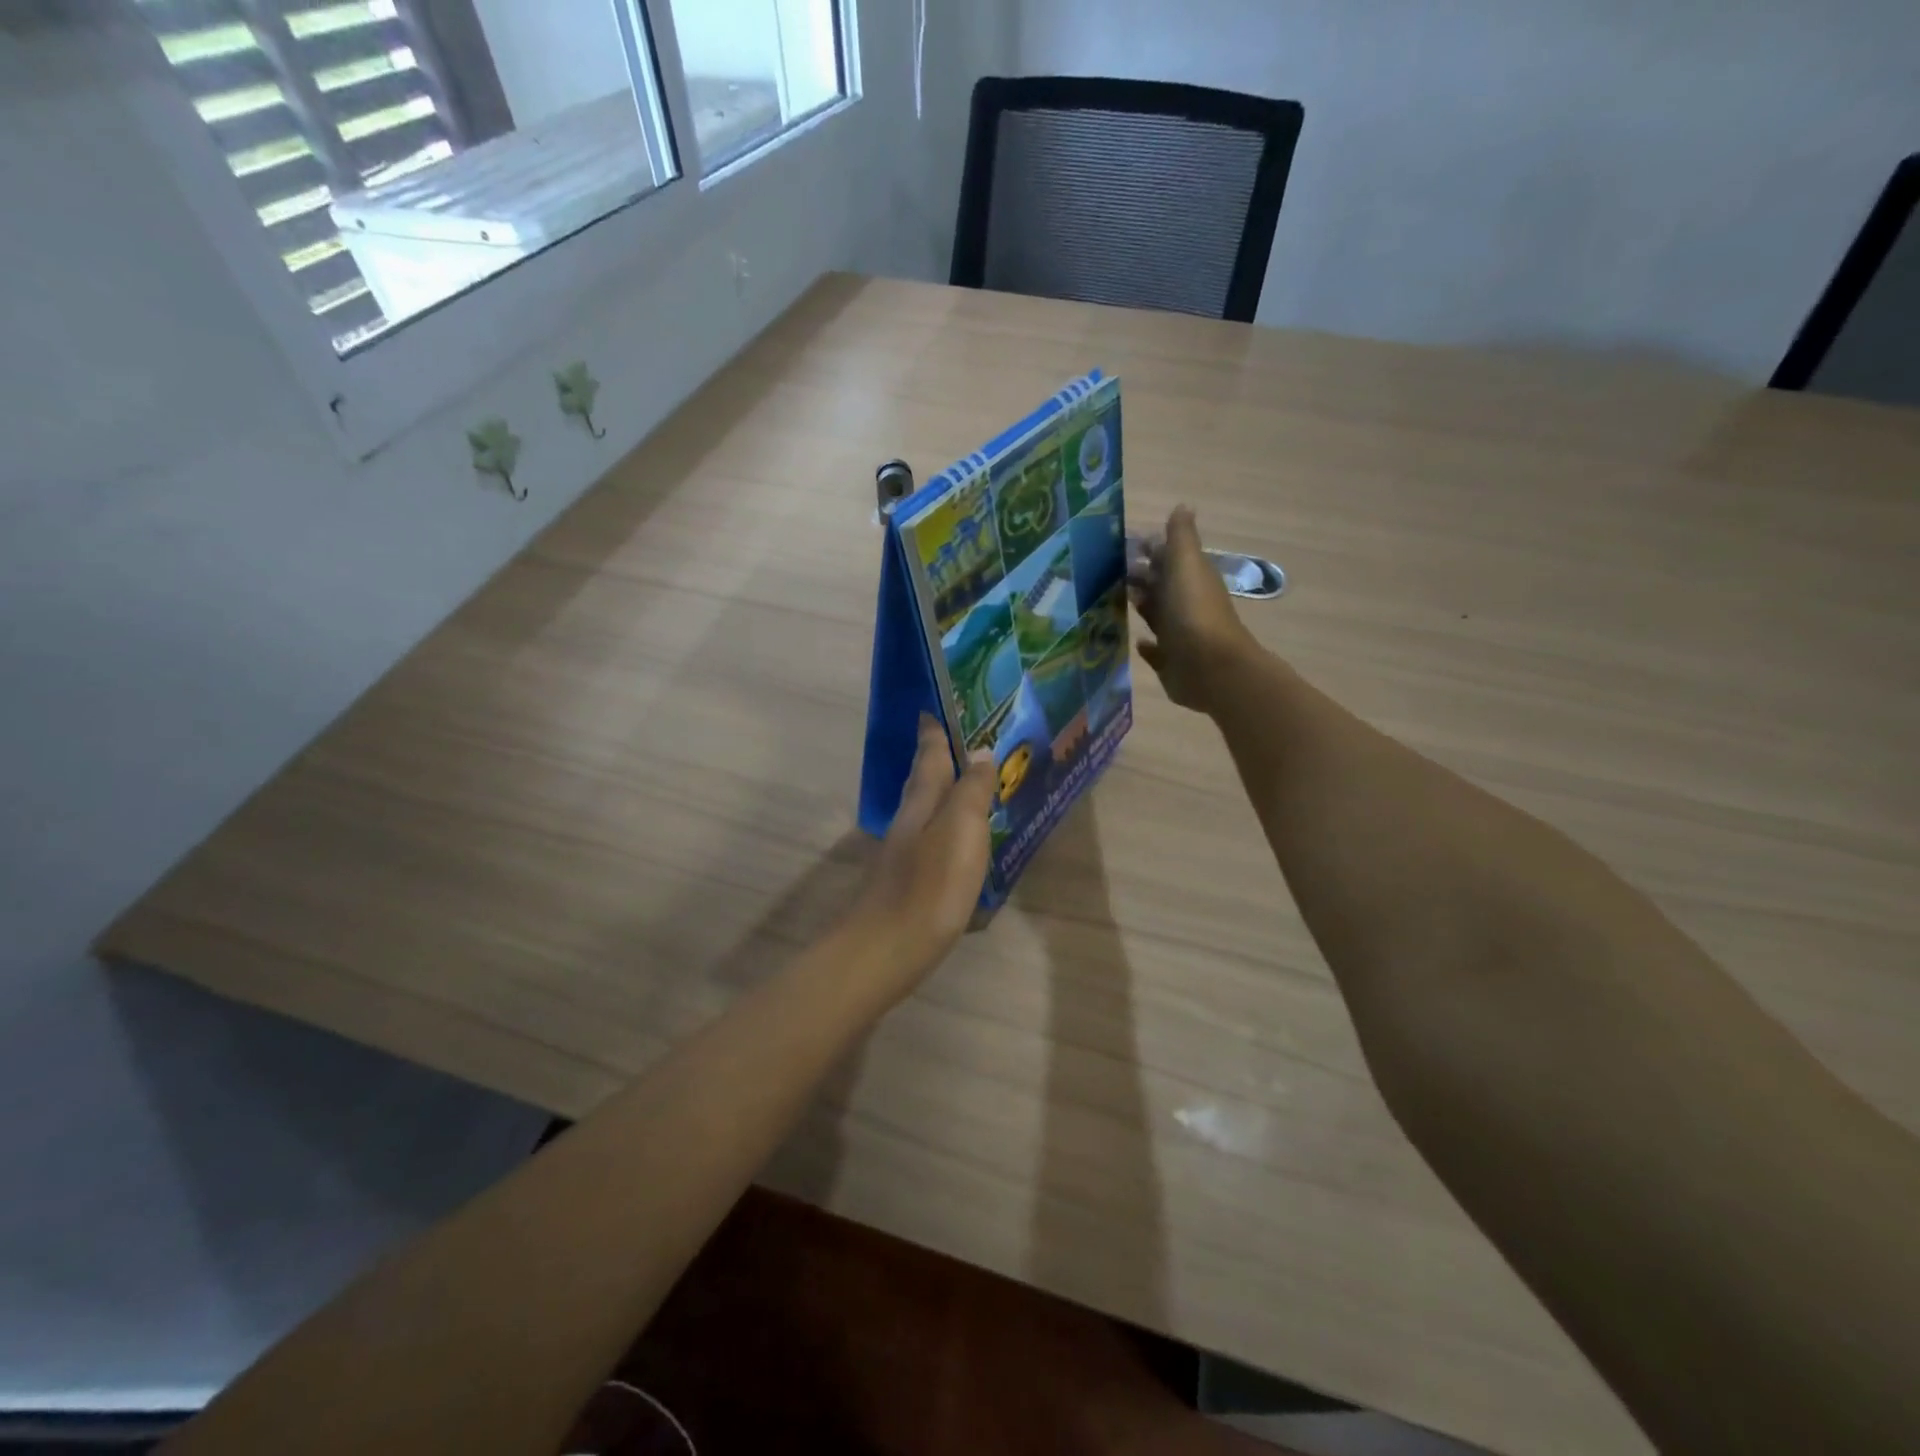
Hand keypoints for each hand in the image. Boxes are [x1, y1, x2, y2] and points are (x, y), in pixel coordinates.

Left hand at [850, 714, 996, 991]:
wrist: (889, 947)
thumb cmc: (931, 884)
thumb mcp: (960, 829)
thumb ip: (971, 790)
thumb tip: (980, 752)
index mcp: (922, 802)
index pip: (929, 756)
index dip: (933, 732)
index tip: (932, 708)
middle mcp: (909, 821)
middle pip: (923, 781)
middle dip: (937, 759)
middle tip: (957, 740)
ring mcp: (905, 853)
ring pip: (926, 810)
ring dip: (943, 793)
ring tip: (966, 784)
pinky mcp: (909, 881)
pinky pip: (932, 839)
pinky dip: (945, 828)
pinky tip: (958, 840)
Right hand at [1129, 505, 1257, 713]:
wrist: (1211, 668)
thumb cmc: (1194, 611)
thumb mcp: (1186, 564)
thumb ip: (1181, 537)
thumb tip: (1182, 506)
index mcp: (1190, 578)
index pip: (1166, 556)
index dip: (1146, 548)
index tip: (1116, 543)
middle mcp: (1186, 604)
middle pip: (1159, 585)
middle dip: (1137, 577)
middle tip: (1103, 572)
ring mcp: (1179, 634)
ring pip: (1156, 615)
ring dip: (1140, 606)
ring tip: (1109, 600)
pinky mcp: (1171, 662)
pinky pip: (1156, 651)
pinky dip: (1147, 644)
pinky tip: (1135, 640)